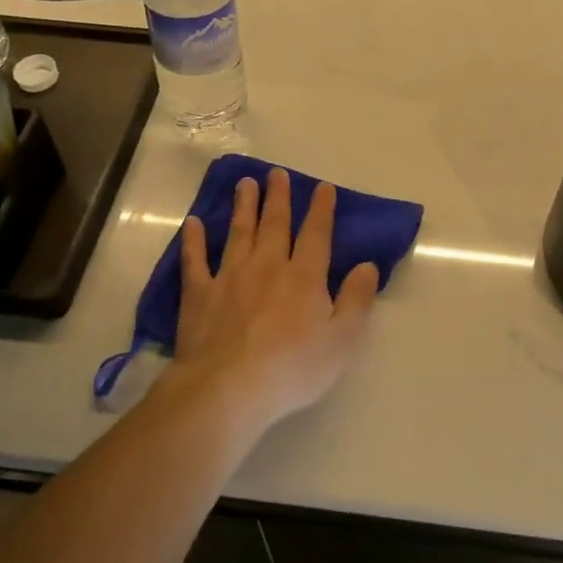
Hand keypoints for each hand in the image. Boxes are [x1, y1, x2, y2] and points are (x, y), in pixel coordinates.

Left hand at [172, 168, 381, 430]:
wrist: (229, 388)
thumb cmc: (293, 368)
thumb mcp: (342, 340)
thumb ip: (357, 299)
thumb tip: (368, 266)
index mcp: (304, 277)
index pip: (316, 234)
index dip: (321, 209)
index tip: (322, 187)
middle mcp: (268, 266)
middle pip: (274, 224)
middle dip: (278, 197)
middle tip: (276, 173)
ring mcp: (230, 277)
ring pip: (239, 232)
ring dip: (243, 206)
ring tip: (244, 184)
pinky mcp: (199, 294)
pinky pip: (196, 260)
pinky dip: (194, 240)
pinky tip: (193, 223)